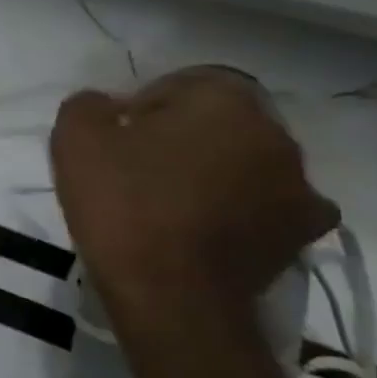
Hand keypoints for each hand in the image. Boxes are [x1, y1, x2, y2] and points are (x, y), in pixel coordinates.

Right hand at [50, 67, 338, 334]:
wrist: (170, 294)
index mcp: (224, 102)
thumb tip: (106, 105)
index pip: (183, 83)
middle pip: (220, 122)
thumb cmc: (122, 203)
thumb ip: (88, 105)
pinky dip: (240, 208)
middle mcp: (275, 135)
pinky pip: (266, 204)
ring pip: (245, 162)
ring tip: (169, 202)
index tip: (116, 136)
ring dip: (213, 171)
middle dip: (182, 136)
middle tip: (137, 167)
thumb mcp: (74, 139)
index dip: (144, 105)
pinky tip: (206, 226)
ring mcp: (299, 187)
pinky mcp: (302, 233)